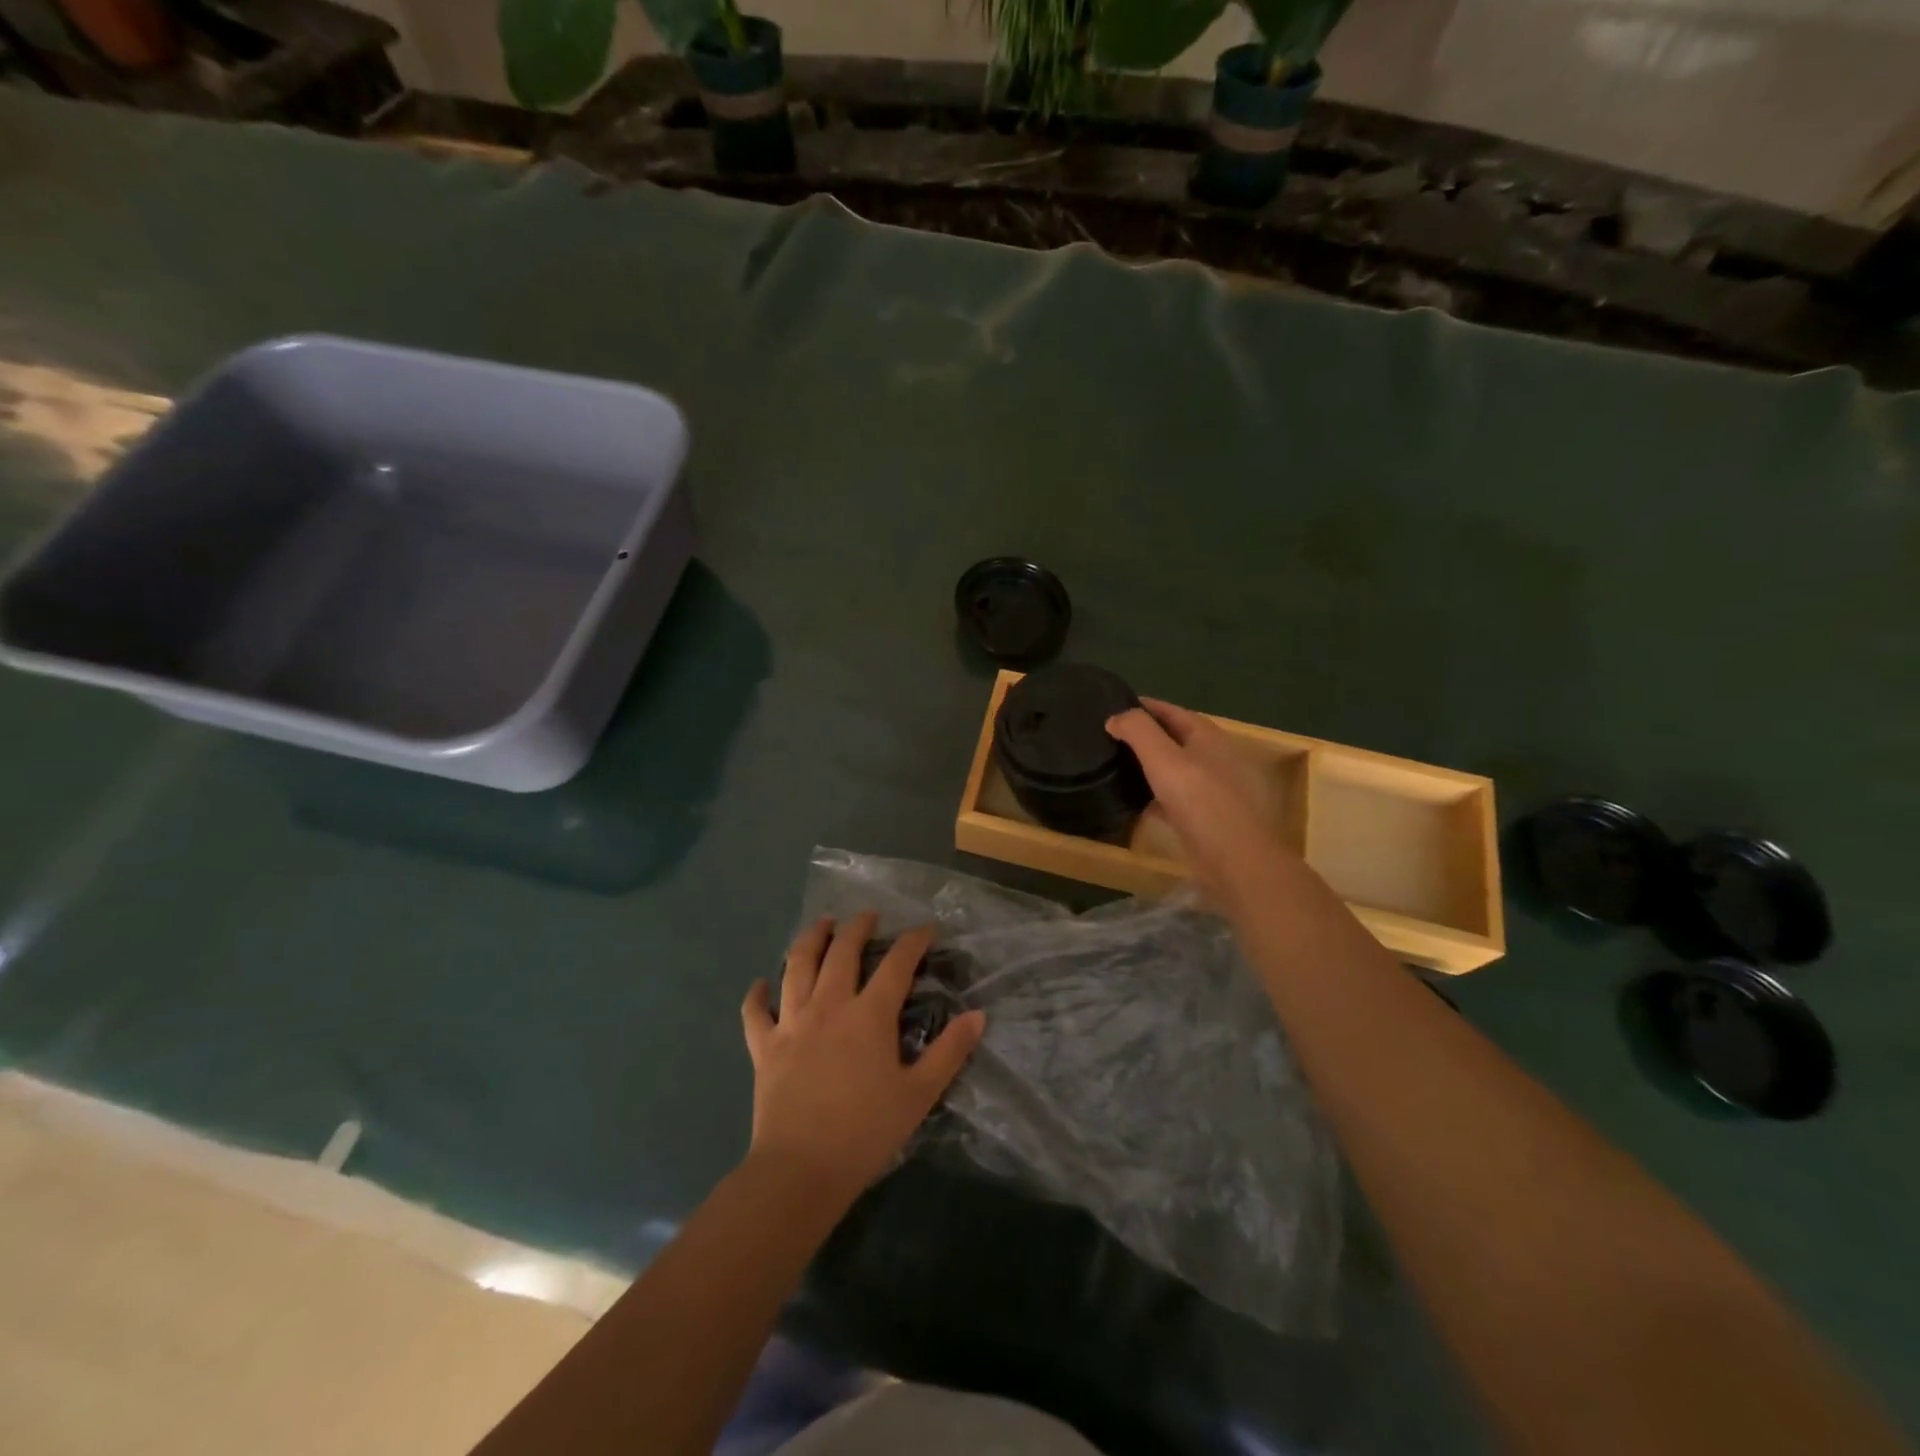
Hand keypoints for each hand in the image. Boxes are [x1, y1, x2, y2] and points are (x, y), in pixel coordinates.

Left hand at [740, 914, 985, 1202]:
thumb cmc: (866, 1132)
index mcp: (869, 1015)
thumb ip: (949, 1052)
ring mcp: (792, 1023)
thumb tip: (978, 1015)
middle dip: (857, 927)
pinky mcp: (764, 1047)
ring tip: (821, 926)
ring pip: (797, 966)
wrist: (801, 1171)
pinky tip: (761, 984)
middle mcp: (829, 1006)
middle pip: (841, 951)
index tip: (926, 929)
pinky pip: (755, 1012)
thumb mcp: (919, 1095)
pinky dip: (757, 994)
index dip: (913, 941)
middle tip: (867, 916)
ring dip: (810, 940)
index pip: (896, 964)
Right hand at [1108, 698, 1294, 915]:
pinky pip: (1172, 798)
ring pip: (1172, 769)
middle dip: (1143, 734)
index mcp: (1206, 736)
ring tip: (1113, 764)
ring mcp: (1209, 789)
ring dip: (1147, 765)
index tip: (1112, 705)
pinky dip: (1152, 794)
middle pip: (1172, 738)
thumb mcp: (1164, 758)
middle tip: (1107, 735)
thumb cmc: (1200, 801)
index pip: (1171, 711)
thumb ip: (1138, 731)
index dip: (1143, 706)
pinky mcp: (1202, 817)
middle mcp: (1211, 757)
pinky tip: (1131, 800)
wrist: (1235, 859)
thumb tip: (1115, 717)